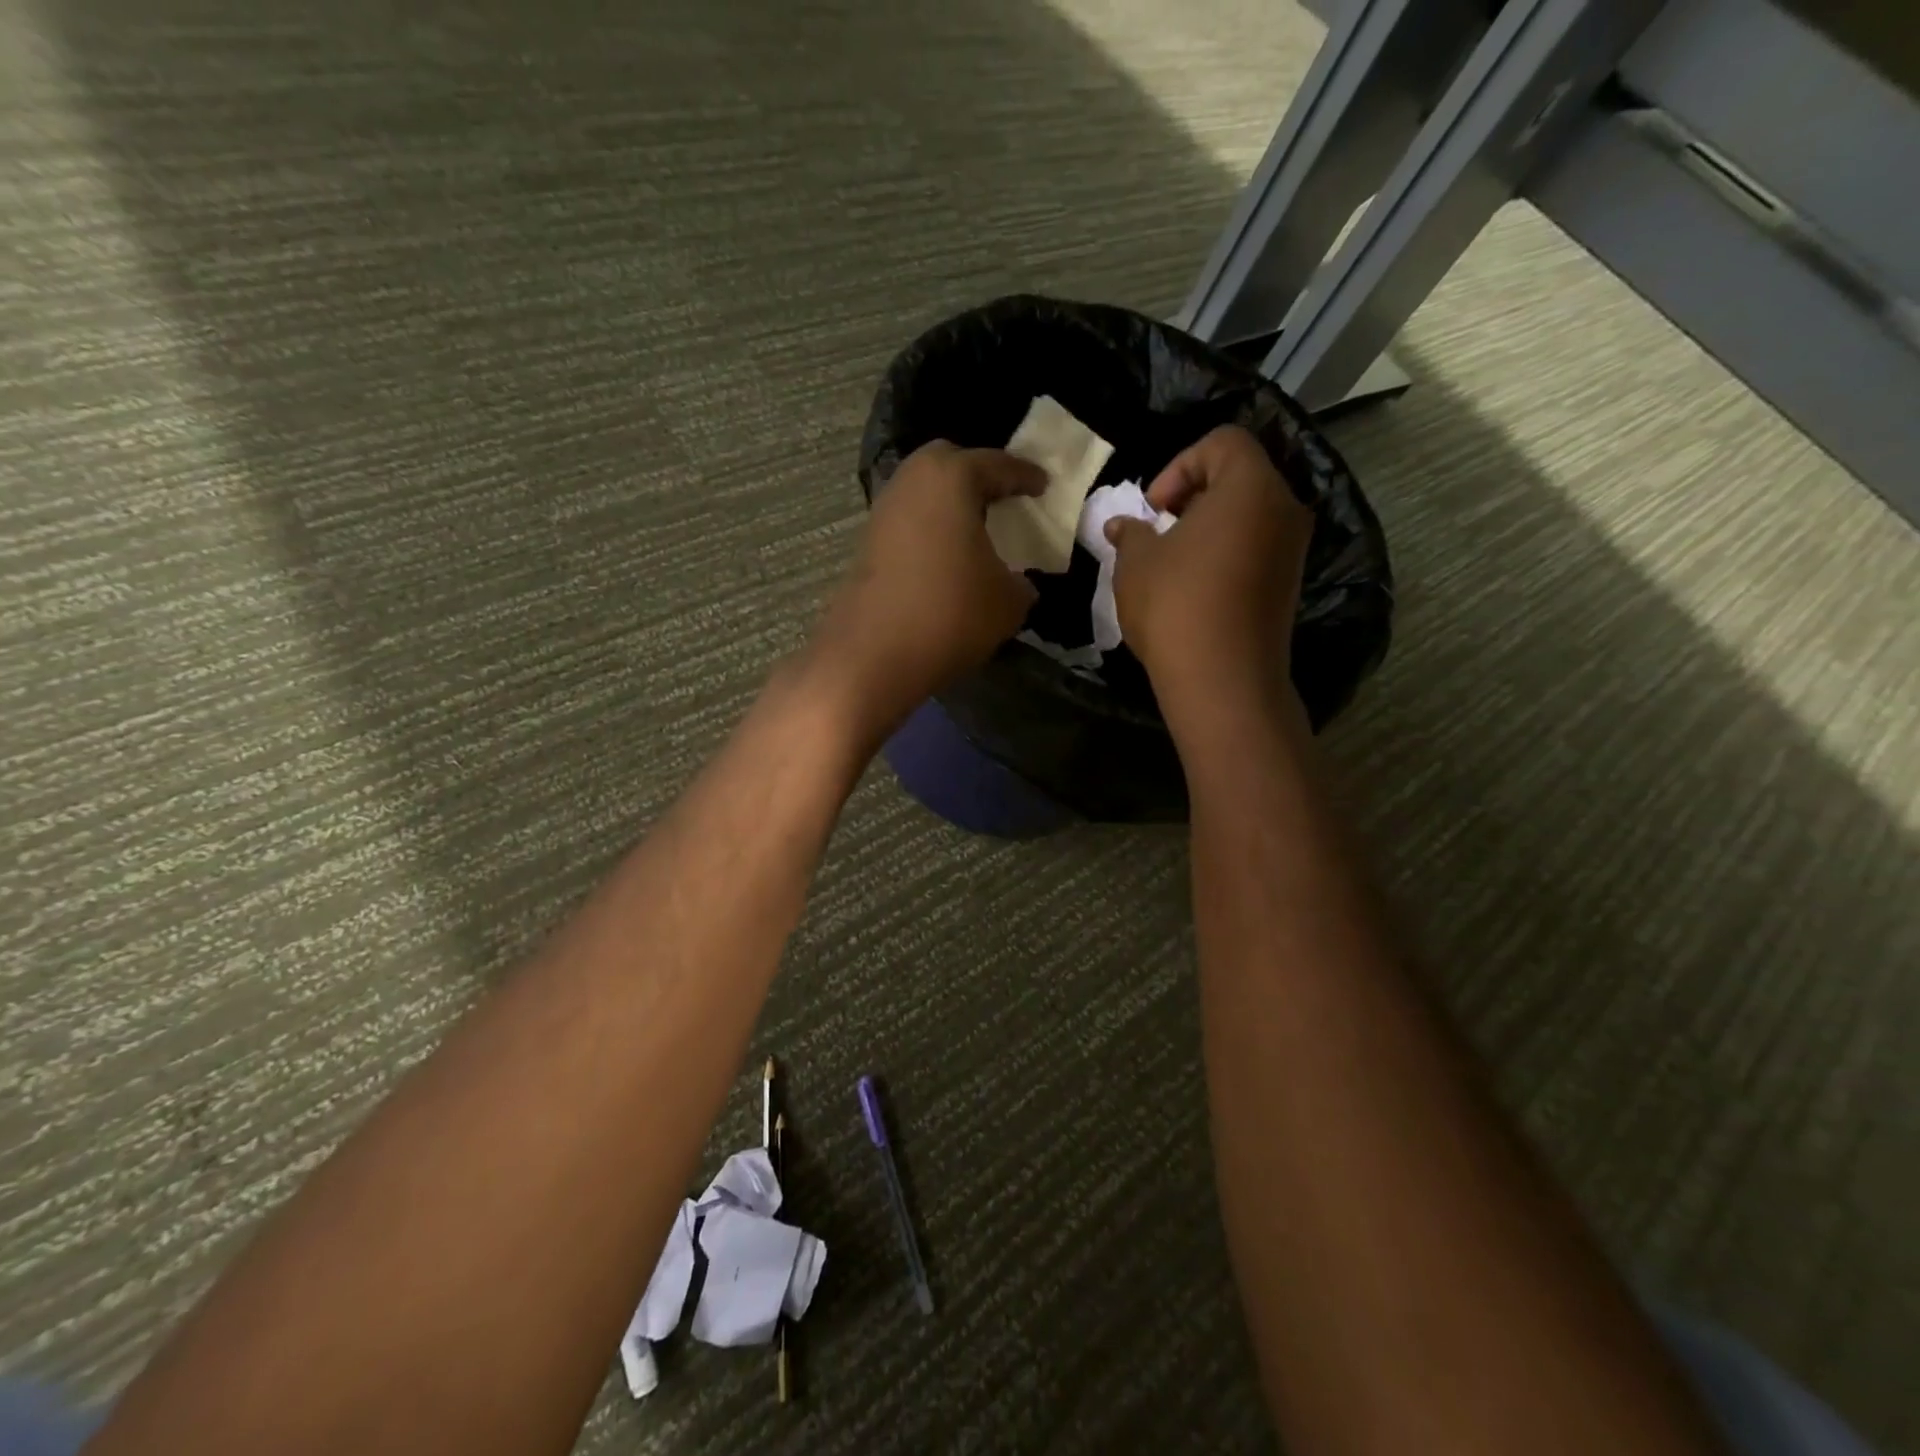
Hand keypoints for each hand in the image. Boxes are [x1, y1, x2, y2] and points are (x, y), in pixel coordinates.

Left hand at [807, 440, 1044, 740]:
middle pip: (949, 462)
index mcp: (952, 478)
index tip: (1044, 485)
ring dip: (950, 504)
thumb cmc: (950, 615)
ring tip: (976, 530)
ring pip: (924, 491)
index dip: (1025, 476)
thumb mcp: (1008, 602)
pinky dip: (930, 528)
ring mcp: (883, 511)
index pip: (998, 465)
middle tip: (1003, 497)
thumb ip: (1021, 582)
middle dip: (978, 474)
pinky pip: (909, 520)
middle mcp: (911, 481)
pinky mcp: (867, 543)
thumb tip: (1017, 582)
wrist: (873, 657)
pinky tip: (946, 556)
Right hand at [1105, 425, 1314, 723]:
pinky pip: (1257, 546)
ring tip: (1173, 559)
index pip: (1223, 442)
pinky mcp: (1289, 583)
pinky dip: (1227, 551)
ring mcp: (1293, 548)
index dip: (1180, 465)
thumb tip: (1122, 525)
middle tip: (1160, 529)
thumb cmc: (1175, 605)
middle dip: (1193, 495)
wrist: (1222, 679)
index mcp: (1250, 487)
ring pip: (1249, 513)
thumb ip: (1130, 532)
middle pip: (1240, 476)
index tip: (1154, 508)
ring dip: (1209, 525)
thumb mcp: (1136, 563)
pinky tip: (1195, 585)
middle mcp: (1284, 508)